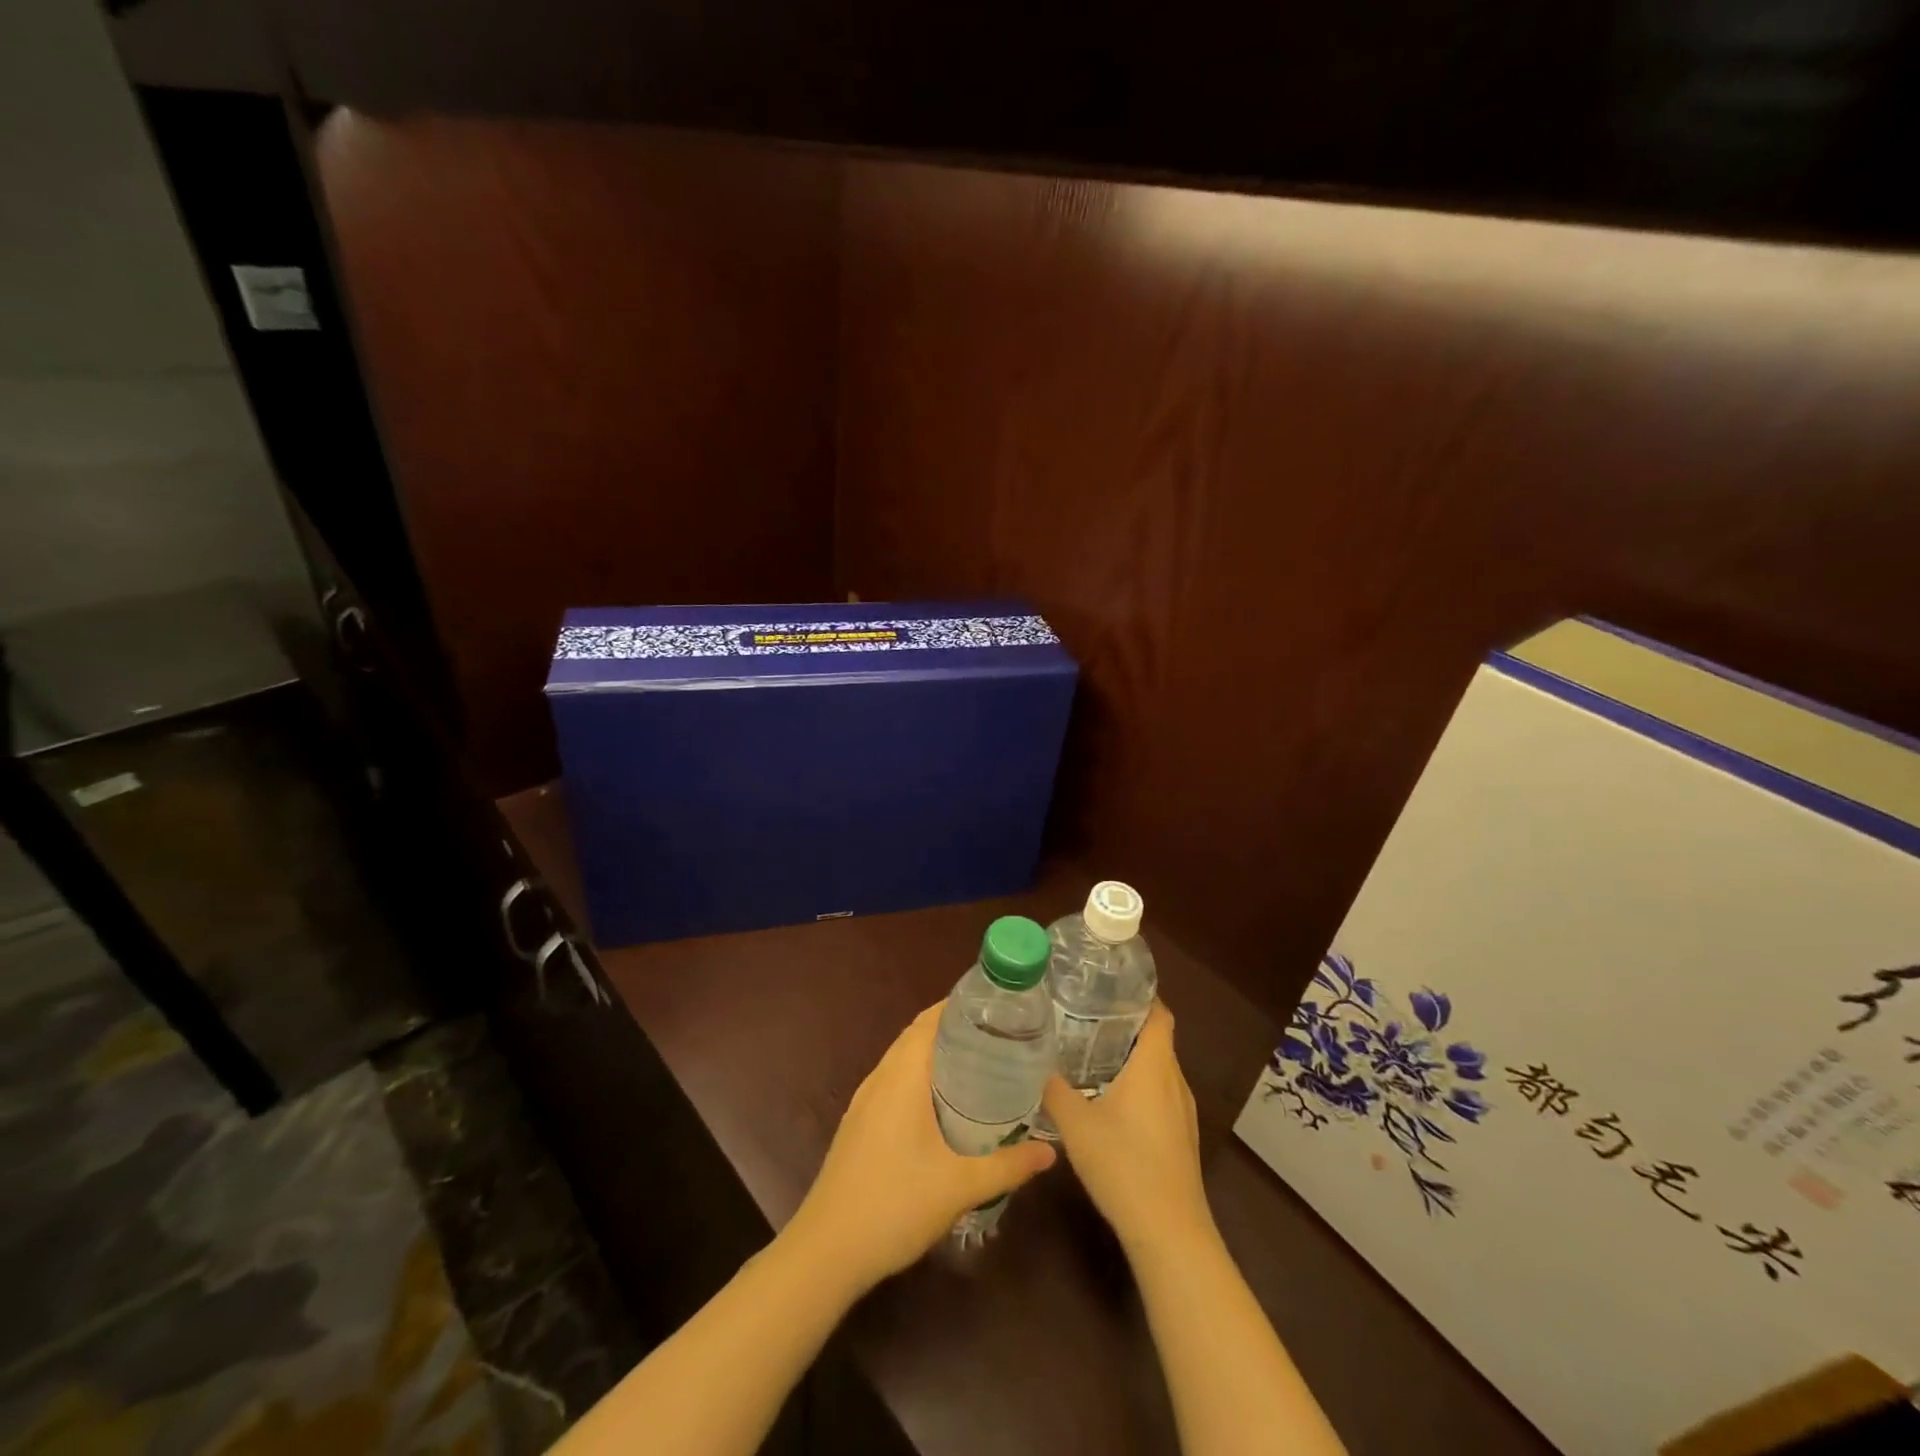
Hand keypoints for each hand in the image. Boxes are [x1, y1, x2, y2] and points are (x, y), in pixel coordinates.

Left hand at [786, 1003, 1056, 1291]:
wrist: (826, 1252)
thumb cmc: (894, 1205)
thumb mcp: (960, 1186)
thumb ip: (1008, 1165)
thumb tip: (1051, 1152)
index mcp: (901, 1076)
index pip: (931, 1020)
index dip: (962, 1005)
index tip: (999, 1006)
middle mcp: (880, 1078)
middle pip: (918, 1035)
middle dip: (956, 1028)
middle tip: (1002, 1035)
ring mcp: (865, 1101)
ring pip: (905, 1059)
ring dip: (937, 1053)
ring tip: (982, 1062)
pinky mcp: (860, 1124)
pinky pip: (895, 1082)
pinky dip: (922, 1076)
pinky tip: (946, 1104)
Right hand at [1041, 1002, 1213, 1257]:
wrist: (1169, 1233)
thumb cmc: (1124, 1165)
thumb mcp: (1076, 1124)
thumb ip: (1054, 1089)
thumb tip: (1035, 1063)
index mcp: (1154, 1066)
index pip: (1159, 1013)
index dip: (1140, 995)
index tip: (1109, 986)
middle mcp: (1174, 1081)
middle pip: (1156, 1038)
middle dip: (1125, 1024)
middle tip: (1086, 1015)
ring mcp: (1182, 1112)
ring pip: (1158, 1069)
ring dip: (1131, 1057)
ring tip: (1091, 1052)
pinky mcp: (1181, 1137)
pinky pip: (1160, 1094)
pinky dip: (1138, 1085)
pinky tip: (1109, 1099)